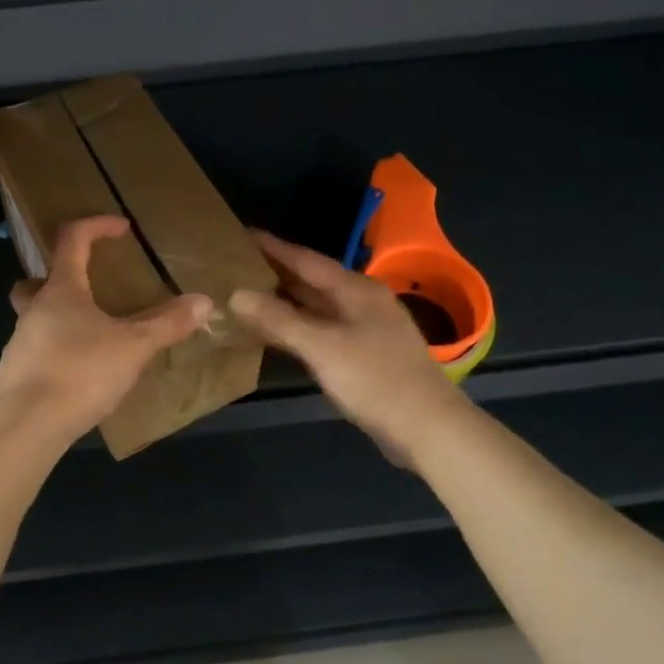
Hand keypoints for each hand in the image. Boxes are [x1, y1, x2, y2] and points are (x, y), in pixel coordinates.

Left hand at [0, 216, 212, 435]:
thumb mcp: (133, 347)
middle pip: (39, 280)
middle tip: (89, 288)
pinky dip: (58, 352)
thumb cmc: (80, 373)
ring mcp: (20, 343)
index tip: (122, 228)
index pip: (72, 239)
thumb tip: (204, 302)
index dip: (96, 225)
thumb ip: (167, 324)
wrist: (26, 426)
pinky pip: (38, 350)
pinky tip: (80, 373)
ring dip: (61, 318)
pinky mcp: (16, 374)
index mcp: (61, 291)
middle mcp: (34, 309)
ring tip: (94, 337)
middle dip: (62, 277)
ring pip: (37, 317)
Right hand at [230, 231, 466, 466]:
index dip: (272, 247)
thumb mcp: (322, 347)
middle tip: (234, 267)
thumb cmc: (375, 379)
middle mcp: (362, 301)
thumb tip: (236, 294)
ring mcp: (366, 329)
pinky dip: (297, 327)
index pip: (306, 259)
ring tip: (245, 296)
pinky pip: (322, 329)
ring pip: (316, 306)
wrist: (428, 428)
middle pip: (311, 280)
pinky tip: (275, 334)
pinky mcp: (365, 354)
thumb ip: (279, 319)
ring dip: (284, 302)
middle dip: (275, 273)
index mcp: (356, 289)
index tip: (240, 235)